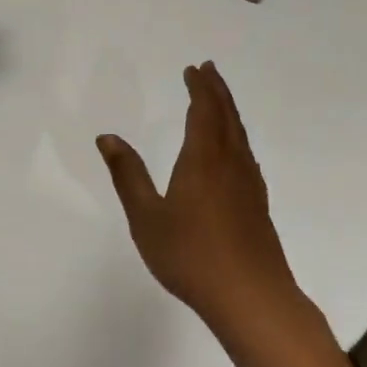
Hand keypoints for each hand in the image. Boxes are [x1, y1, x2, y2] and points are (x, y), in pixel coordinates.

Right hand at [97, 62, 313, 345]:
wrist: (251, 296)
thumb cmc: (190, 255)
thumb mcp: (146, 217)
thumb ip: (127, 175)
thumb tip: (108, 137)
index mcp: (203, 159)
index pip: (203, 111)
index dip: (199, 88)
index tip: (194, 69)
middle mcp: (230, 163)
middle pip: (227, 116)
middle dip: (217, 91)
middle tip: (208, 71)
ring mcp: (249, 184)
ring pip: (240, 135)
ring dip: (229, 111)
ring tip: (219, 102)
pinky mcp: (258, 205)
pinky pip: (246, 154)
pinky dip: (237, 137)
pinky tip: (233, 152)